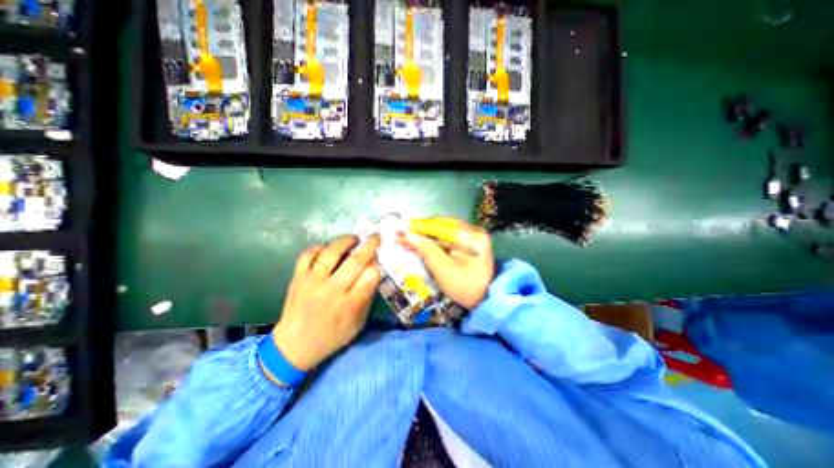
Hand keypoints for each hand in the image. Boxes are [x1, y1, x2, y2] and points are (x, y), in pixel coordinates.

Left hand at [270, 236, 379, 370]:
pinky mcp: (298, 278)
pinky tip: (328, 247)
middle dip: (369, 246)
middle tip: (375, 236)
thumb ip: (367, 296)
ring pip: (332, 253)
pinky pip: (308, 255)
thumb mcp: (358, 323)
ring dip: (345, 241)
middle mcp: (332, 290)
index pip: (371, 276)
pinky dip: (319, 247)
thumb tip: (373, 270)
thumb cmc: (332, 336)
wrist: (294, 346)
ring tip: (354, 238)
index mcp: (350, 304)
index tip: (376, 263)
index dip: (376, 266)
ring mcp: (313, 282)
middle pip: (355, 261)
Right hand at [398, 219, 493, 311]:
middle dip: (420, 231)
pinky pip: (446, 239)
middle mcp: (473, 231)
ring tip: (406, 239)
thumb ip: (426, 249)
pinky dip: (432, 242)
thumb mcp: (443, 269)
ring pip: (442, 232)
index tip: (400, 228)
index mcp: (472, 236)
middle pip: (441, 226)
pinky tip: (419, 244)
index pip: (440, 226)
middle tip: (401, 235)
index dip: (419, 227)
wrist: (484, 301)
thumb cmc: (464, 287)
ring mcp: (471, 237)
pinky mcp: (468, 244)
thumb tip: (408, 235)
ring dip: (424, 236)